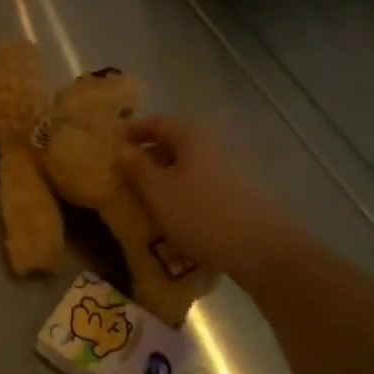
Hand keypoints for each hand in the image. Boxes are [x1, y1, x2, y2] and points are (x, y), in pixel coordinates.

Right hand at [117, 116, 281, 277]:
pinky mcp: (238, 190)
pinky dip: (183, 190)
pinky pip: (201, 181)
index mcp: (190, 135)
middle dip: (147, 156)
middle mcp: (211, 143)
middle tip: (124, 176)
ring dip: (164, 175)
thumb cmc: (202, 215)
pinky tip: (175, 213)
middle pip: (172, 142)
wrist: (263, 251)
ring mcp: (229, 166)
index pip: (154, 122)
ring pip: (187, 163)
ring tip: (145, 198)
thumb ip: (136, 167)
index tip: (111, 148)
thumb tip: (121, 147)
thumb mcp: (158, 192)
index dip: (131, 133)